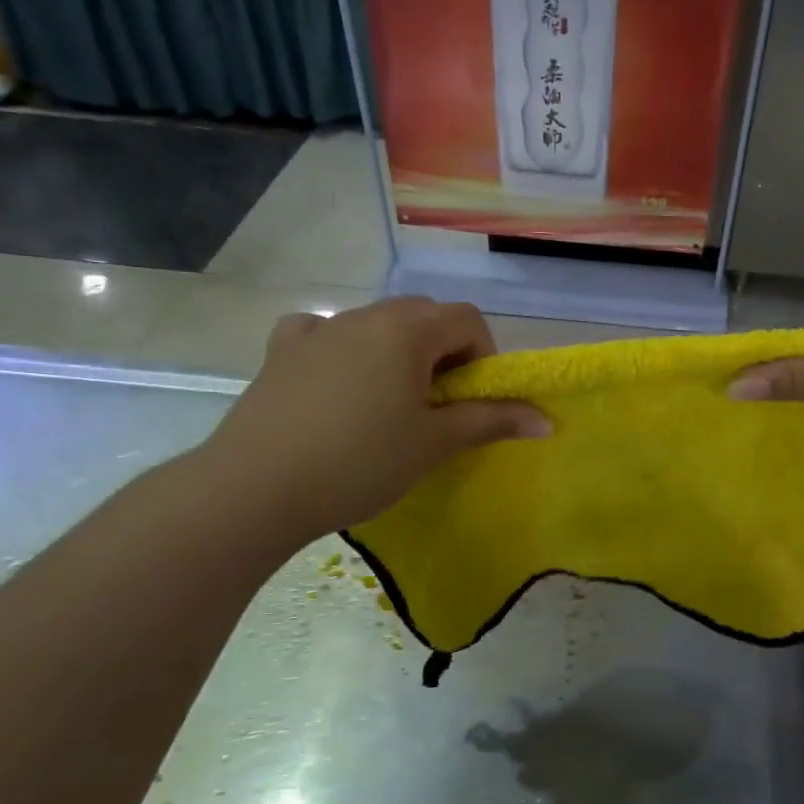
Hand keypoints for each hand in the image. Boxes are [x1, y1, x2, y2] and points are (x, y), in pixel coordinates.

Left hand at [194, 298, 547, 543]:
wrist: (255, 488)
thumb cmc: (360, 462)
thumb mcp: (434, 444)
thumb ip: (492, 422)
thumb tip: (547, 420)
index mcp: (407, 329)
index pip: (467, 319)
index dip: (483, 356)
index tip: (472, 400)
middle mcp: (364, 315)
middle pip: (423, 316)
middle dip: (443, 352)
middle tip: (436, 405)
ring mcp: (317, 329)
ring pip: (376, 325)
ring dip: (396, 352)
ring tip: (387, 404)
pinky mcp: (281, 351)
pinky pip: (322, 333)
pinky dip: (341, 349)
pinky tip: (335, 383)